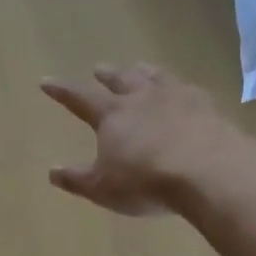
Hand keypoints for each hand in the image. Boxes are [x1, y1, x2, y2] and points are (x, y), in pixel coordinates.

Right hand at [41, 64, 241, 215]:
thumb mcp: (103, 187)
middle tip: (99, 68)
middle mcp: (142, 98)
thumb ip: (77, 178)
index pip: (79, 97)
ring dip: (144, 71)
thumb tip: (52, 171)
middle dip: (107, 75)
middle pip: (121, 79)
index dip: (62, 90)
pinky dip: (180, 87)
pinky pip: (189, 89)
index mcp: (112, 114)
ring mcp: (177, 98)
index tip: (46, 81)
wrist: (209, 172)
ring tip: (140, 67)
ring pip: (155, 77)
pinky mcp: (208, 107)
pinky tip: (185, 91)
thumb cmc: (146, 181)